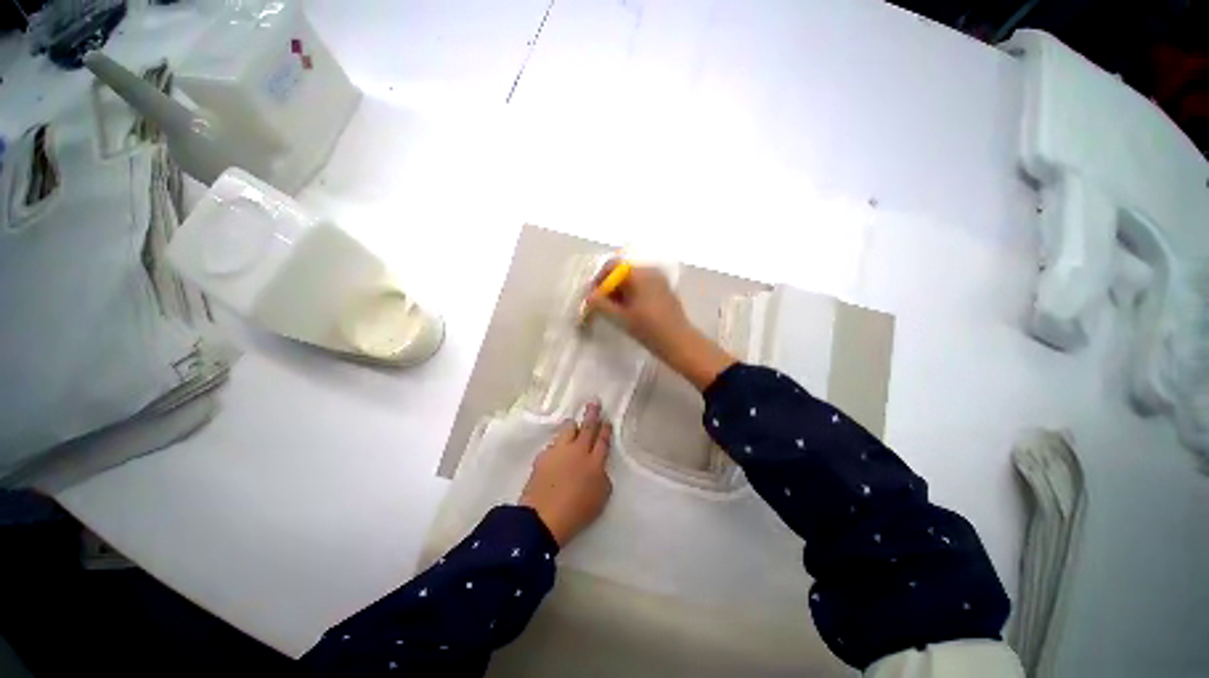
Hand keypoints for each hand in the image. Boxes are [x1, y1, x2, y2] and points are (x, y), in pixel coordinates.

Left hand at [519, 401, 612, 546]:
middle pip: (587, 427)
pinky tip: (557, 449)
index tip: (606, 420)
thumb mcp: (601, 497)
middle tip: (594, 402)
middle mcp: (578, 451)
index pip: (603, 440)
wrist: (543, 517)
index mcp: (595, 461)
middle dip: (592, 414)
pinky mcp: (543, 455)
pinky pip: (554, 443)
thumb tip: (598, 468)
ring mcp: (560, 451)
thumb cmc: (577, 511)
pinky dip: (558, 443)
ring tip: (574, 423)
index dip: (605, 429)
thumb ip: (602, 478)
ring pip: (568, 429)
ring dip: (573, 424)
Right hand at [584, 262, 735, 390]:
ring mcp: (659, 279)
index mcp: (639, 273)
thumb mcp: (619, 317)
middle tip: (601, 304)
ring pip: (632, 279)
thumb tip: (588, 297)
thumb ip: (600, 304)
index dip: (599, 279)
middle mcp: (650, 270)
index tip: (593, 296)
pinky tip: (629, 310)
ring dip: (620, 291)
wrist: (679, 342)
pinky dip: (632, 293)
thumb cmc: (648, 328)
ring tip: (613, 309)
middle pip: (622, 271)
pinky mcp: (664, 290)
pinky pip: (643, 285)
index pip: (612, 266)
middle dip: (609, 286)